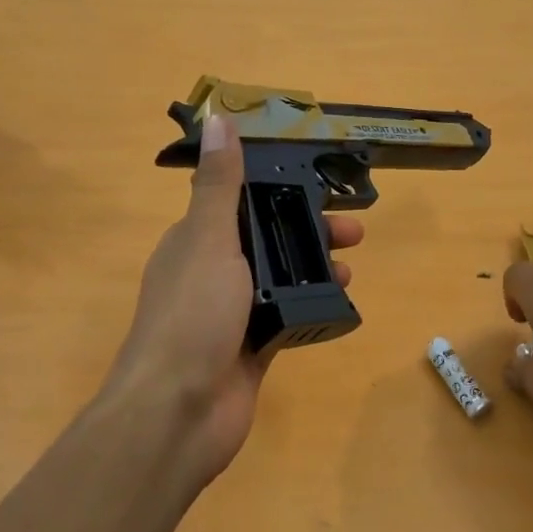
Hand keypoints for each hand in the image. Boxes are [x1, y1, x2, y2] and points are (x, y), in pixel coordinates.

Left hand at [102, 114, 363, 489]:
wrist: (178, 412)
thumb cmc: (192, 316)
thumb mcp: (209, 240)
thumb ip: (220, 185)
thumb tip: (218, 119)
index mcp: (195, 242)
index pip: (240, 202)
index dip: (279, 190)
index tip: (320, 185)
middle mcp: (212, 274)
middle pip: (267, 240)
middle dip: (308, 230)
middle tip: (354, 232)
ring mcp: (232, 315)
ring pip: (281, 279)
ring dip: (315, 268)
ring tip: (352, 270)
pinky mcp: (252, 349)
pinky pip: (288, 317)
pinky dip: (312, 307)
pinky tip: (340, 305)